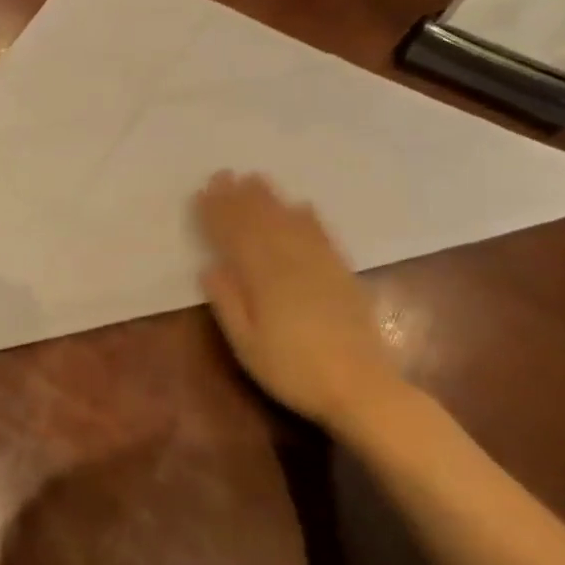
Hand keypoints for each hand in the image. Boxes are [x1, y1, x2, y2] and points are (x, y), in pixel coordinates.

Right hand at [192, 172, 406, 434]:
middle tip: (224, 175)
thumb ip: (228, 304)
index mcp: (264, 280)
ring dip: (270, 199)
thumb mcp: (248, 347)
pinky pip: (323, 236)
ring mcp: (320, 266)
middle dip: (240, 198)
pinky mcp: (342, 274)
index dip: (218, 214)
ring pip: (290, 222)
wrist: (361, 389)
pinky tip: (301, 206)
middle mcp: (291, 263)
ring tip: (254, 178)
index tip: (203, 193)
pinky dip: (309, 218)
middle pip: (262, 222)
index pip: (235, 237)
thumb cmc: (293, 372)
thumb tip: (210, 267)